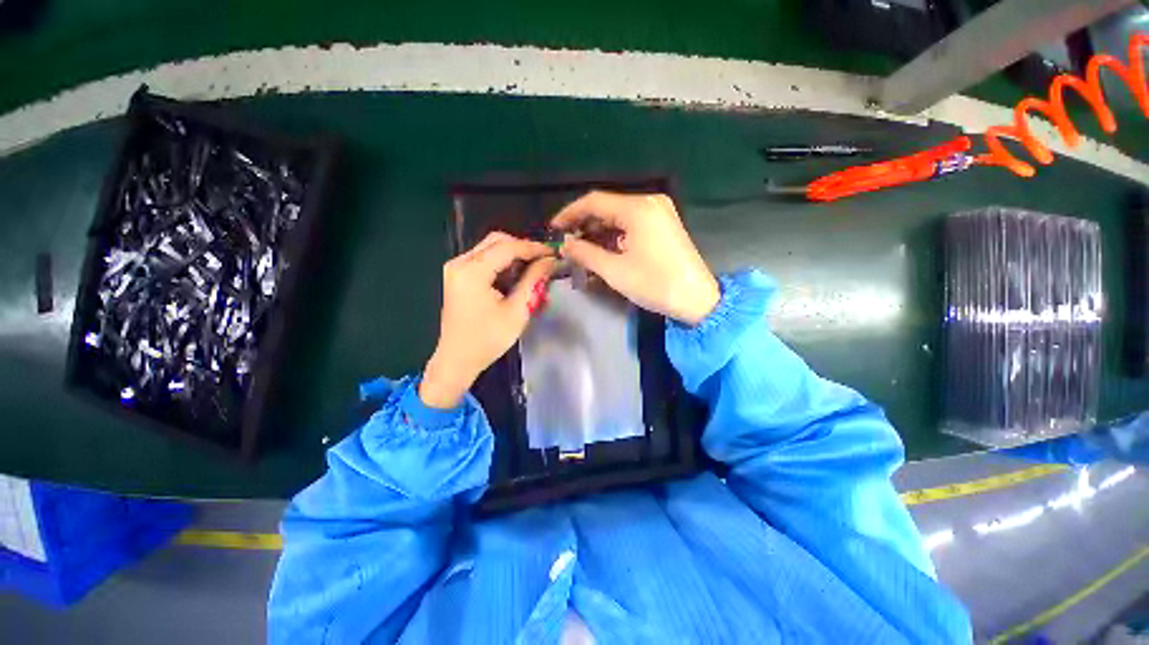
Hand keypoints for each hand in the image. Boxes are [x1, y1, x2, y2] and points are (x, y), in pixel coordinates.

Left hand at [421, 233, 556, 408]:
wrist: (457, 360)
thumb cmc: (488, 340)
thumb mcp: (517, 311)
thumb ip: (533, 281)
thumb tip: (550, 261)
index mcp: (472, 271)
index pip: (507, 247)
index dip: (534, 248)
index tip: (554, 253)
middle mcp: (460, 263)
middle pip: (497, 241)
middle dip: (523, 248)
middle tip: (544, 260)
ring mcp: (456, 268)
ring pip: (490, 248)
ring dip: (514, 255)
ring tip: (534, 268)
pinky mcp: (458, 276)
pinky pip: (484, 259)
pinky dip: (502, 263)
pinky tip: (517, 275)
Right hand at [552, 191, 719, 325]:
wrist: (697, 299)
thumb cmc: (655, 284)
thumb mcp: (614, 270)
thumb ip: (585, 253)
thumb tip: (564, 244)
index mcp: (638, 208)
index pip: (594, 201)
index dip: (570, 213)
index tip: (554, 229)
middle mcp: (649, 202)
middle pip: (607, 207)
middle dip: (584, 224)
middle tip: (566, 243)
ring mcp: (659, 212)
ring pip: (618, 216)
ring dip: (598, 232)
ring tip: (581, 250)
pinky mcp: (663, 224)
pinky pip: (631, 224)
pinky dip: (615, 236)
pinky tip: (602, 250)